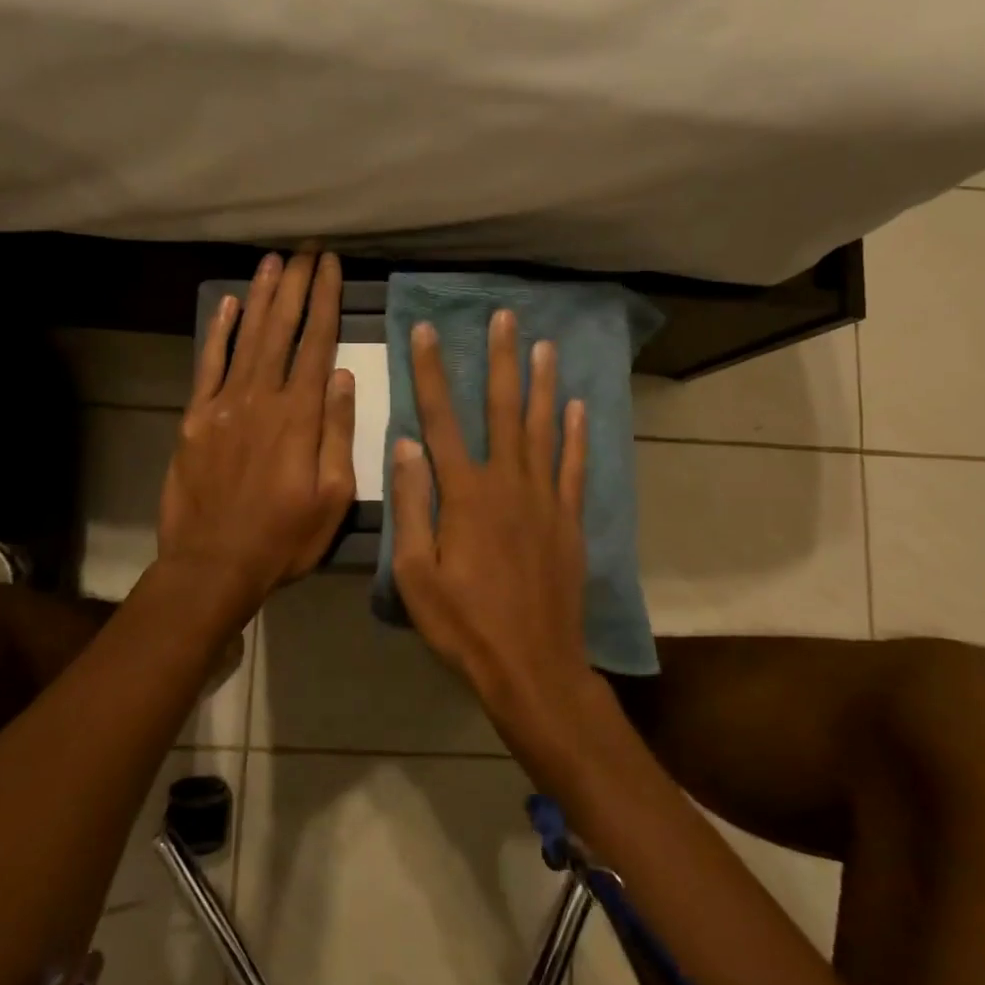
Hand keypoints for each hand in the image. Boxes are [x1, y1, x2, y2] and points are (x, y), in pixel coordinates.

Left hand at [158, 250, 356, 611]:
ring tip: (273, 262)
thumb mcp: (333, 496)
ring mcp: (224, 404)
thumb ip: (338, 433)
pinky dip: (218, 332)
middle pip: (281, 329)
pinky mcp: (196, 418)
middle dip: (296, 285)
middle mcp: (262, 397)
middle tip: (305, 250)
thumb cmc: (284, 537)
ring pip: (246, 337)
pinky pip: (208, 364)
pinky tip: (228, 304)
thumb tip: (344, 377)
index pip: (317, 343)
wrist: (213, 564)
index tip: (331, 267)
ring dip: (261, 297)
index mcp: (300, 416)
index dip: (325, 300)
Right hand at [391, 308, 592, 725]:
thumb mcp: (415, 574)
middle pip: (503, 409)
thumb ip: (412, 505)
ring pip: (544, 428)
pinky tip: (578, 407)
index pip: (441, 418)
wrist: (532, 667)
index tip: (426, 330)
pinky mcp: (569, 520)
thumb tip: (406, 444)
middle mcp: (507, 483)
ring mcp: (544, 499)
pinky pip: (574, 467)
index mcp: (464, 494)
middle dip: (501, 360)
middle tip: (504, 317)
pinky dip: (576, 435)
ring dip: (543, 384)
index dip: (431, 371)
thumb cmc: (464, 625)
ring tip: (545, 345)